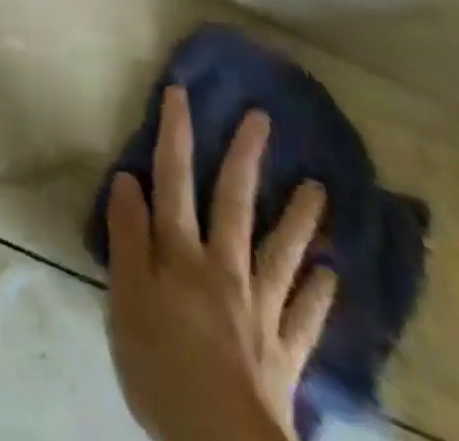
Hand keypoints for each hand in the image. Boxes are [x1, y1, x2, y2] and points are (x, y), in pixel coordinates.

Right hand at [106, 88, 336, 440]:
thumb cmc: (160, 366)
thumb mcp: (125, 297)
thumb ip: (127, 236)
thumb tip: (128, 179)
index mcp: (180, 253)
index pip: (174, 179)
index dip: (176, 134)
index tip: (181, 92)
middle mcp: (224, 268)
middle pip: (234, 203)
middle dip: (245, 157)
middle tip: (263, 119)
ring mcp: (260, 310)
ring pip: (281, 253)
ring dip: (299, 219)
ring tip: (319, 188)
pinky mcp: (284, 354)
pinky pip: (304, 317)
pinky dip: (318, 295)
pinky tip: (333, 277)